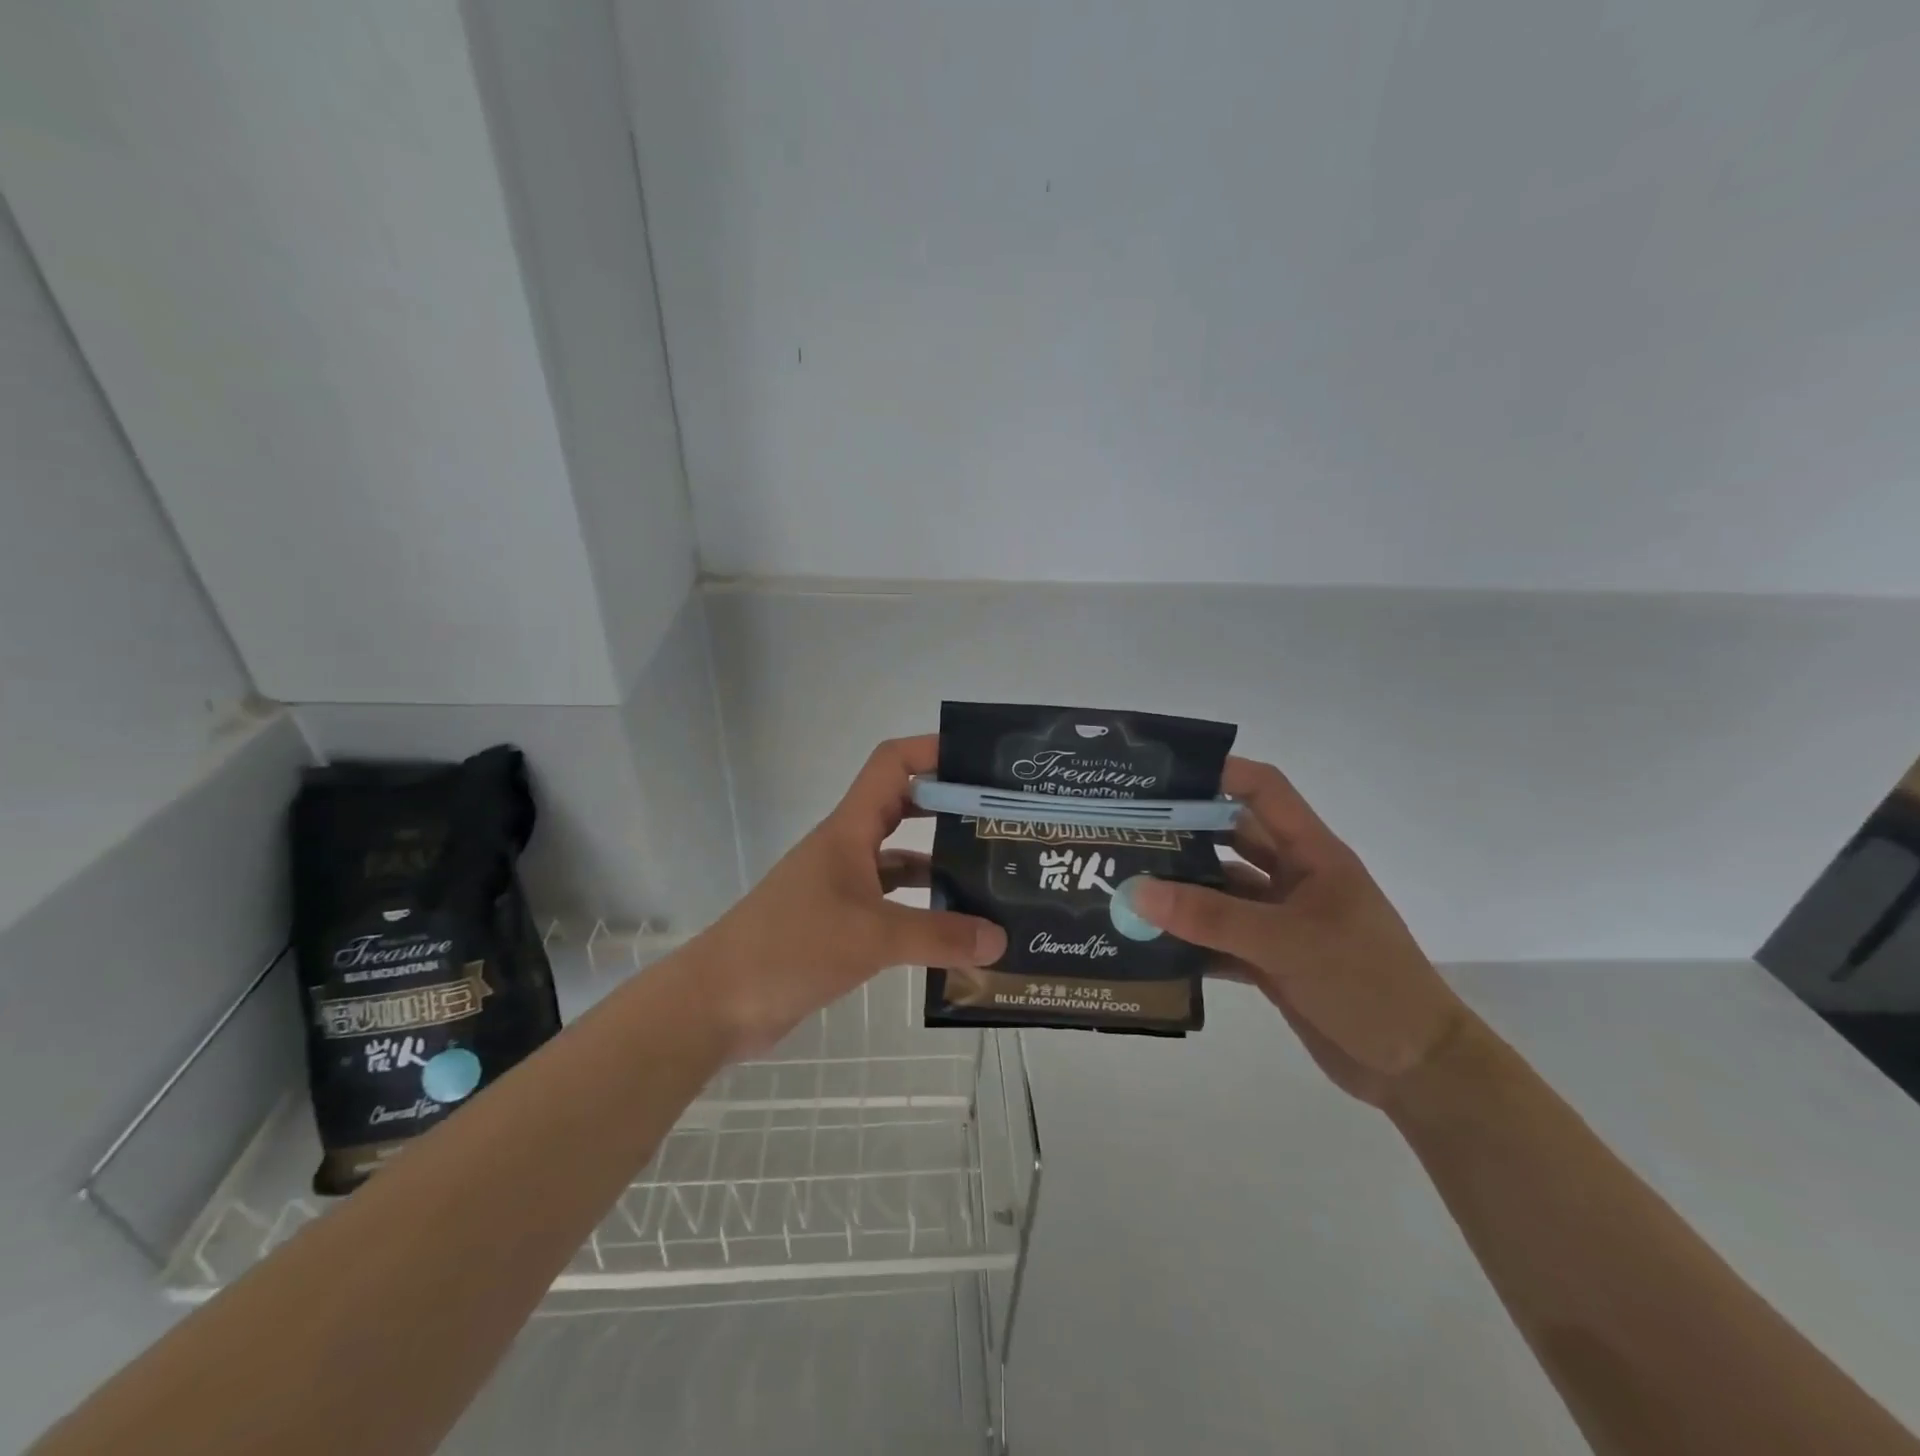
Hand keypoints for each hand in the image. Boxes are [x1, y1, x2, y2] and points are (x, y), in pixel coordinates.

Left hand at [691, 735, 1006, 1056]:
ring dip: (940, 864)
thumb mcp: (871, 937)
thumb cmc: (790, 947)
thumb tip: (1000, 939)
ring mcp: (842, 886)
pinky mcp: (840, 923)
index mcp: (849, 830)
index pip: (892, 765)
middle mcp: (847, 848)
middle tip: (1001, 822)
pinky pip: (892, 904)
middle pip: (904, 808)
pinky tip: (957, 932)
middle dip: (950, 809)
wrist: (719, 1002)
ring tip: (994, 879)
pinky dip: (922, 910)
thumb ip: (938, 936)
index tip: (981, 763)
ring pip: (900, 860)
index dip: (933, 751)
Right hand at [1129, 757, 1472, 1107]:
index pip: (1265, 791)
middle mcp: (1294, 879)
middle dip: (1184, 833)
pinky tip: (1147, 942)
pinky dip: (1189, 940)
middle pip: (1232, 839)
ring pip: (1221, 892)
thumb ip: (1210, 916)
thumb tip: (1135, 891)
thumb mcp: (1286, 941)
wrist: (1416, 1068)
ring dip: (1180, 892)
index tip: (1162, 776)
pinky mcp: (1271, 960)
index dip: (1220, 773)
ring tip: (1123, 884)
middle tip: (1126, 831)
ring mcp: (1281, 920)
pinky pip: (1220, 939)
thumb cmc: (1365, 982)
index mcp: (1311, 854)